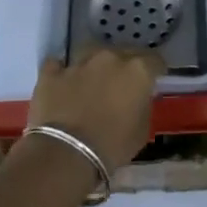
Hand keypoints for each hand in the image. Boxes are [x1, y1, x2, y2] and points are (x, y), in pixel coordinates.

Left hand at [27, 47, 163, 169]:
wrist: (66, 155)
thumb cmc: (113, 146)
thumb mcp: (142, 130)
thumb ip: (143, 105)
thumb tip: (138, 98)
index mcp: (137, 70)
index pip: (155, 60)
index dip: (155, 70)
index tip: (153, 81)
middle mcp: (110, 58)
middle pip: (124, 52)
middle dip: (126, 65)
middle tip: (123, 84)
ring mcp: (79, 63)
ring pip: (91, 52)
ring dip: (95, 64)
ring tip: (93, 79)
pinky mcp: (51, 74)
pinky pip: (58, 66)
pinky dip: (62, 72)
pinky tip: (63, 83)